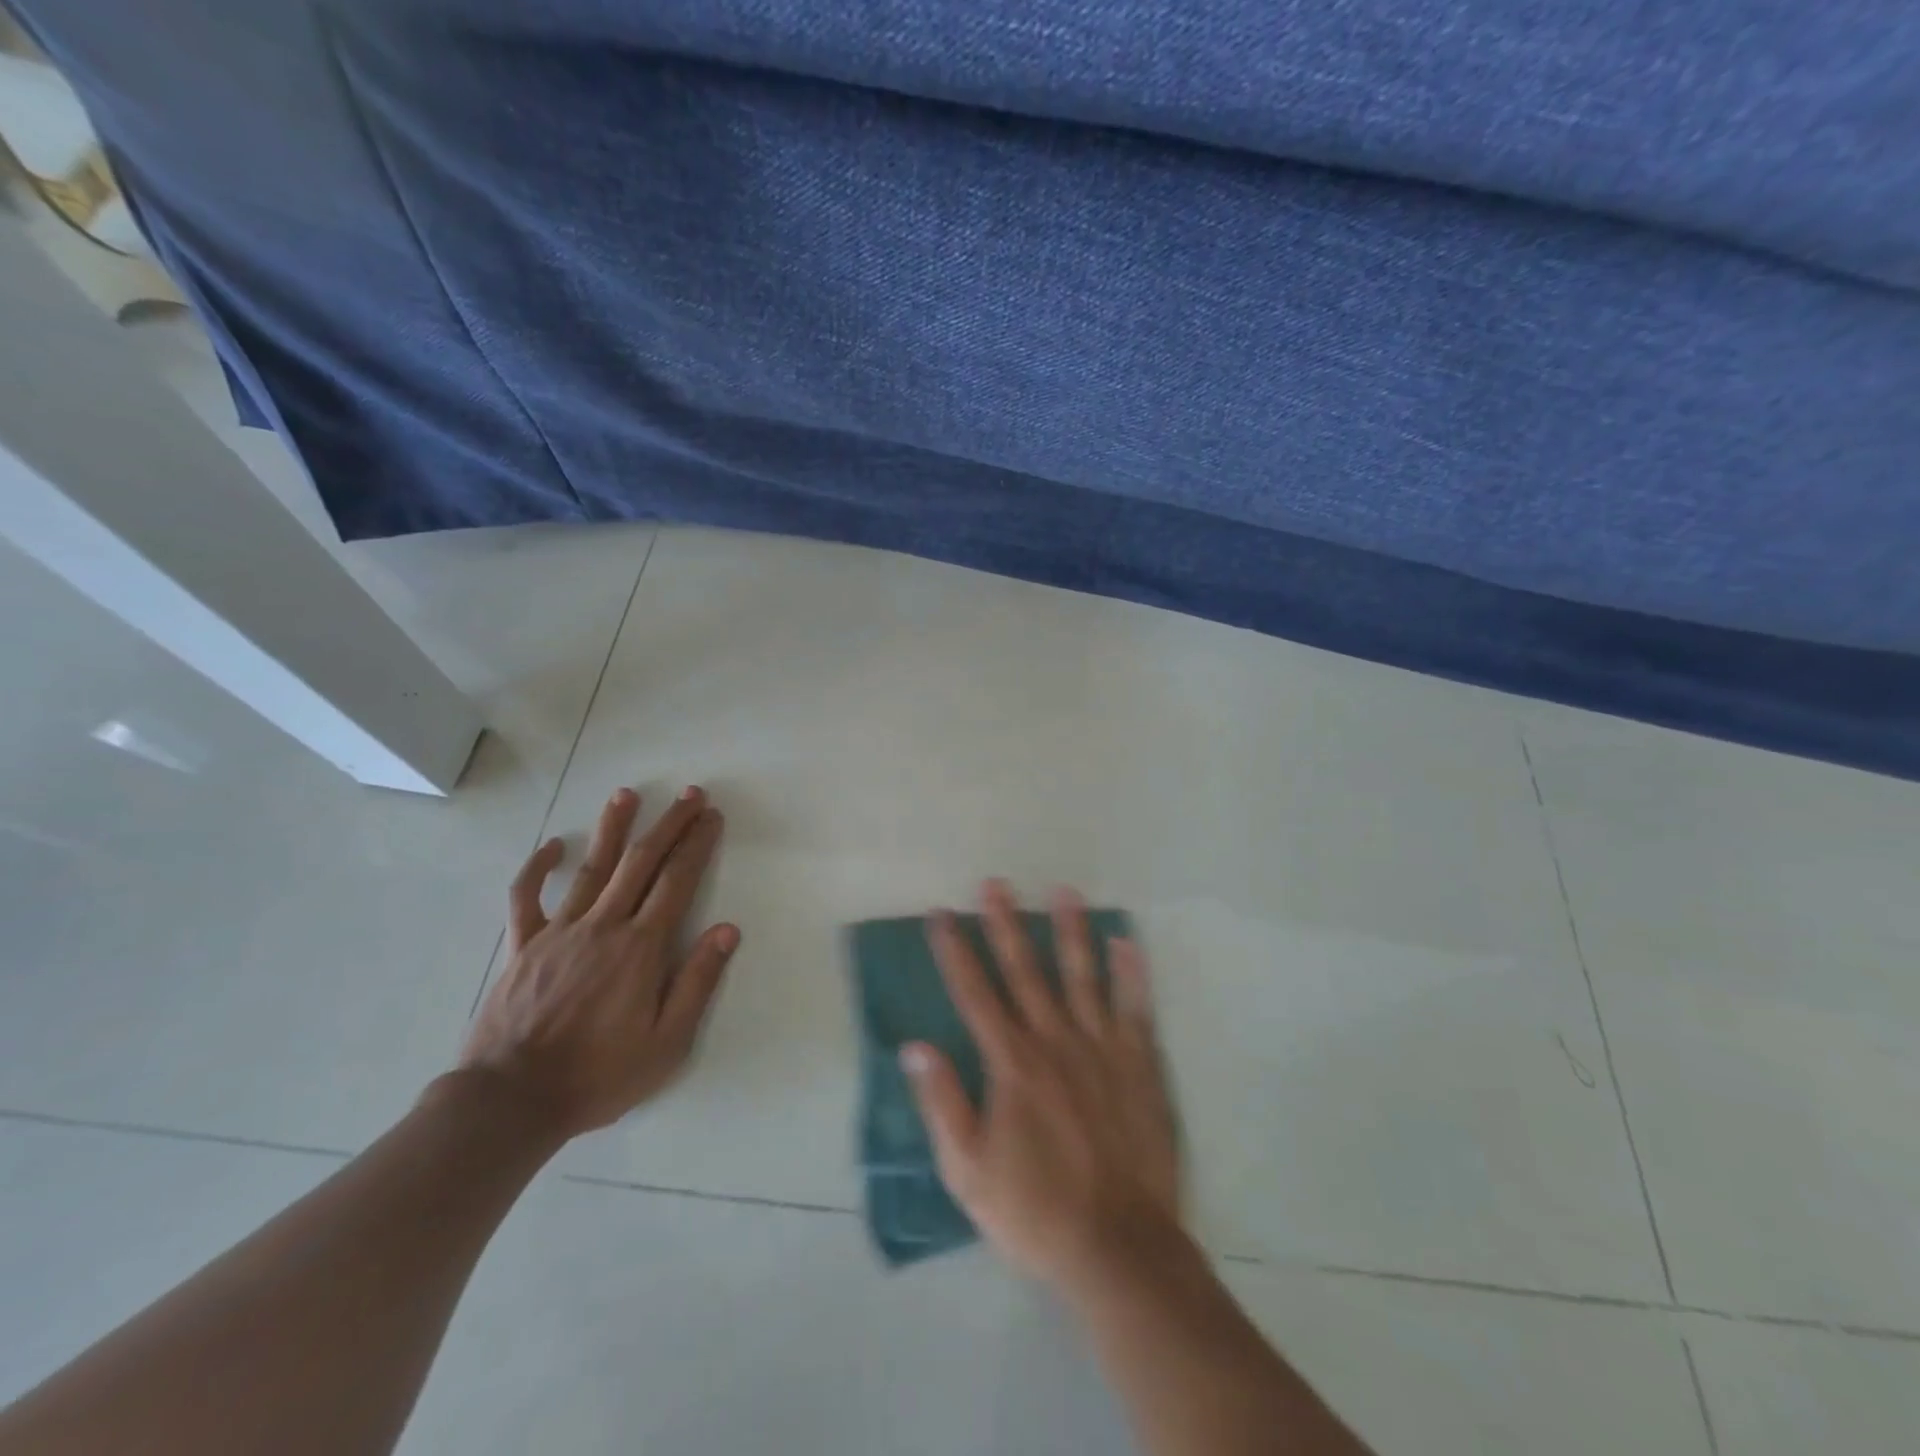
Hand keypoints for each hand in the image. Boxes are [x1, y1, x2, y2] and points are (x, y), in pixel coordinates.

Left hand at [456, 785, 737, 1140]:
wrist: (511, 1101)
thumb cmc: (598, 1075)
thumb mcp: (666, 1043)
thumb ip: (698, 982)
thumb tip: (727, 929)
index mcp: (641, 948)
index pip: (677, 882)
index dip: (697, 845)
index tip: (711, 817)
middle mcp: (603, 926)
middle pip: (641, 862)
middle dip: (669, 824)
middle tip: (689, 794)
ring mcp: (559, 931)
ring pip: (591, 868)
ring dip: (613, 828)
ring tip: (627, 794)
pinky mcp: (523, 946)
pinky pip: (526, 898)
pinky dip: (538, 868)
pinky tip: (553, 845)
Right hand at [903, 881, 1181, 1292]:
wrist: (1118, 1248)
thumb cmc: (1034, 1211)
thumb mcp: (968, 1170)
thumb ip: (943, 1102)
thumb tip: (915, 1045)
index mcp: (1011, 1063)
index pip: (974, 993)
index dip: (956, 951)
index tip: (942, 914)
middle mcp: (1053, 1041)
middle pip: (1025, 971)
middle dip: (1006, 924)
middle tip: (995, 883)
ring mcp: (1101, 1048)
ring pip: (1082, 976)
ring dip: (1070, 931)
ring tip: (1063, 891)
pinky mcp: (1139, 1064)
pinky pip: (1135, 1008)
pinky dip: (1131, 973)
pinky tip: (1126, 941)